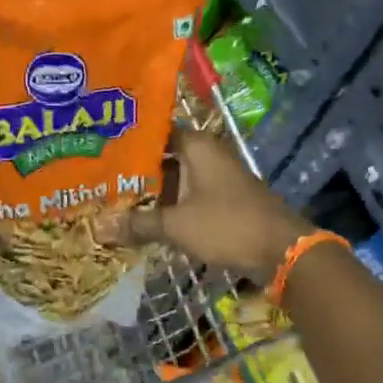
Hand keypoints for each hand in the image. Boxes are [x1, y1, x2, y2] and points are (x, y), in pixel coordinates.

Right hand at [101, 128, 313, 282]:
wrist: (282, 250)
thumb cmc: (228, 225)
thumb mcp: (176, 225)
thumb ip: (138, 224)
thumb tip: (99, 228)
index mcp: (197, 146)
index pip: (156, 131)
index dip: (129, 139)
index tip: (101, 148)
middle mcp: (208, 155)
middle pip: (164, 157)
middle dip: (135, 171)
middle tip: (100, 179)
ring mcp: (218, 179)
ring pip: (176, 180)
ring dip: (152, 192)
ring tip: (115, 201)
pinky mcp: (224, 201)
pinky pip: (188, 198)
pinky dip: (169, 206)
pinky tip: (145, 220)